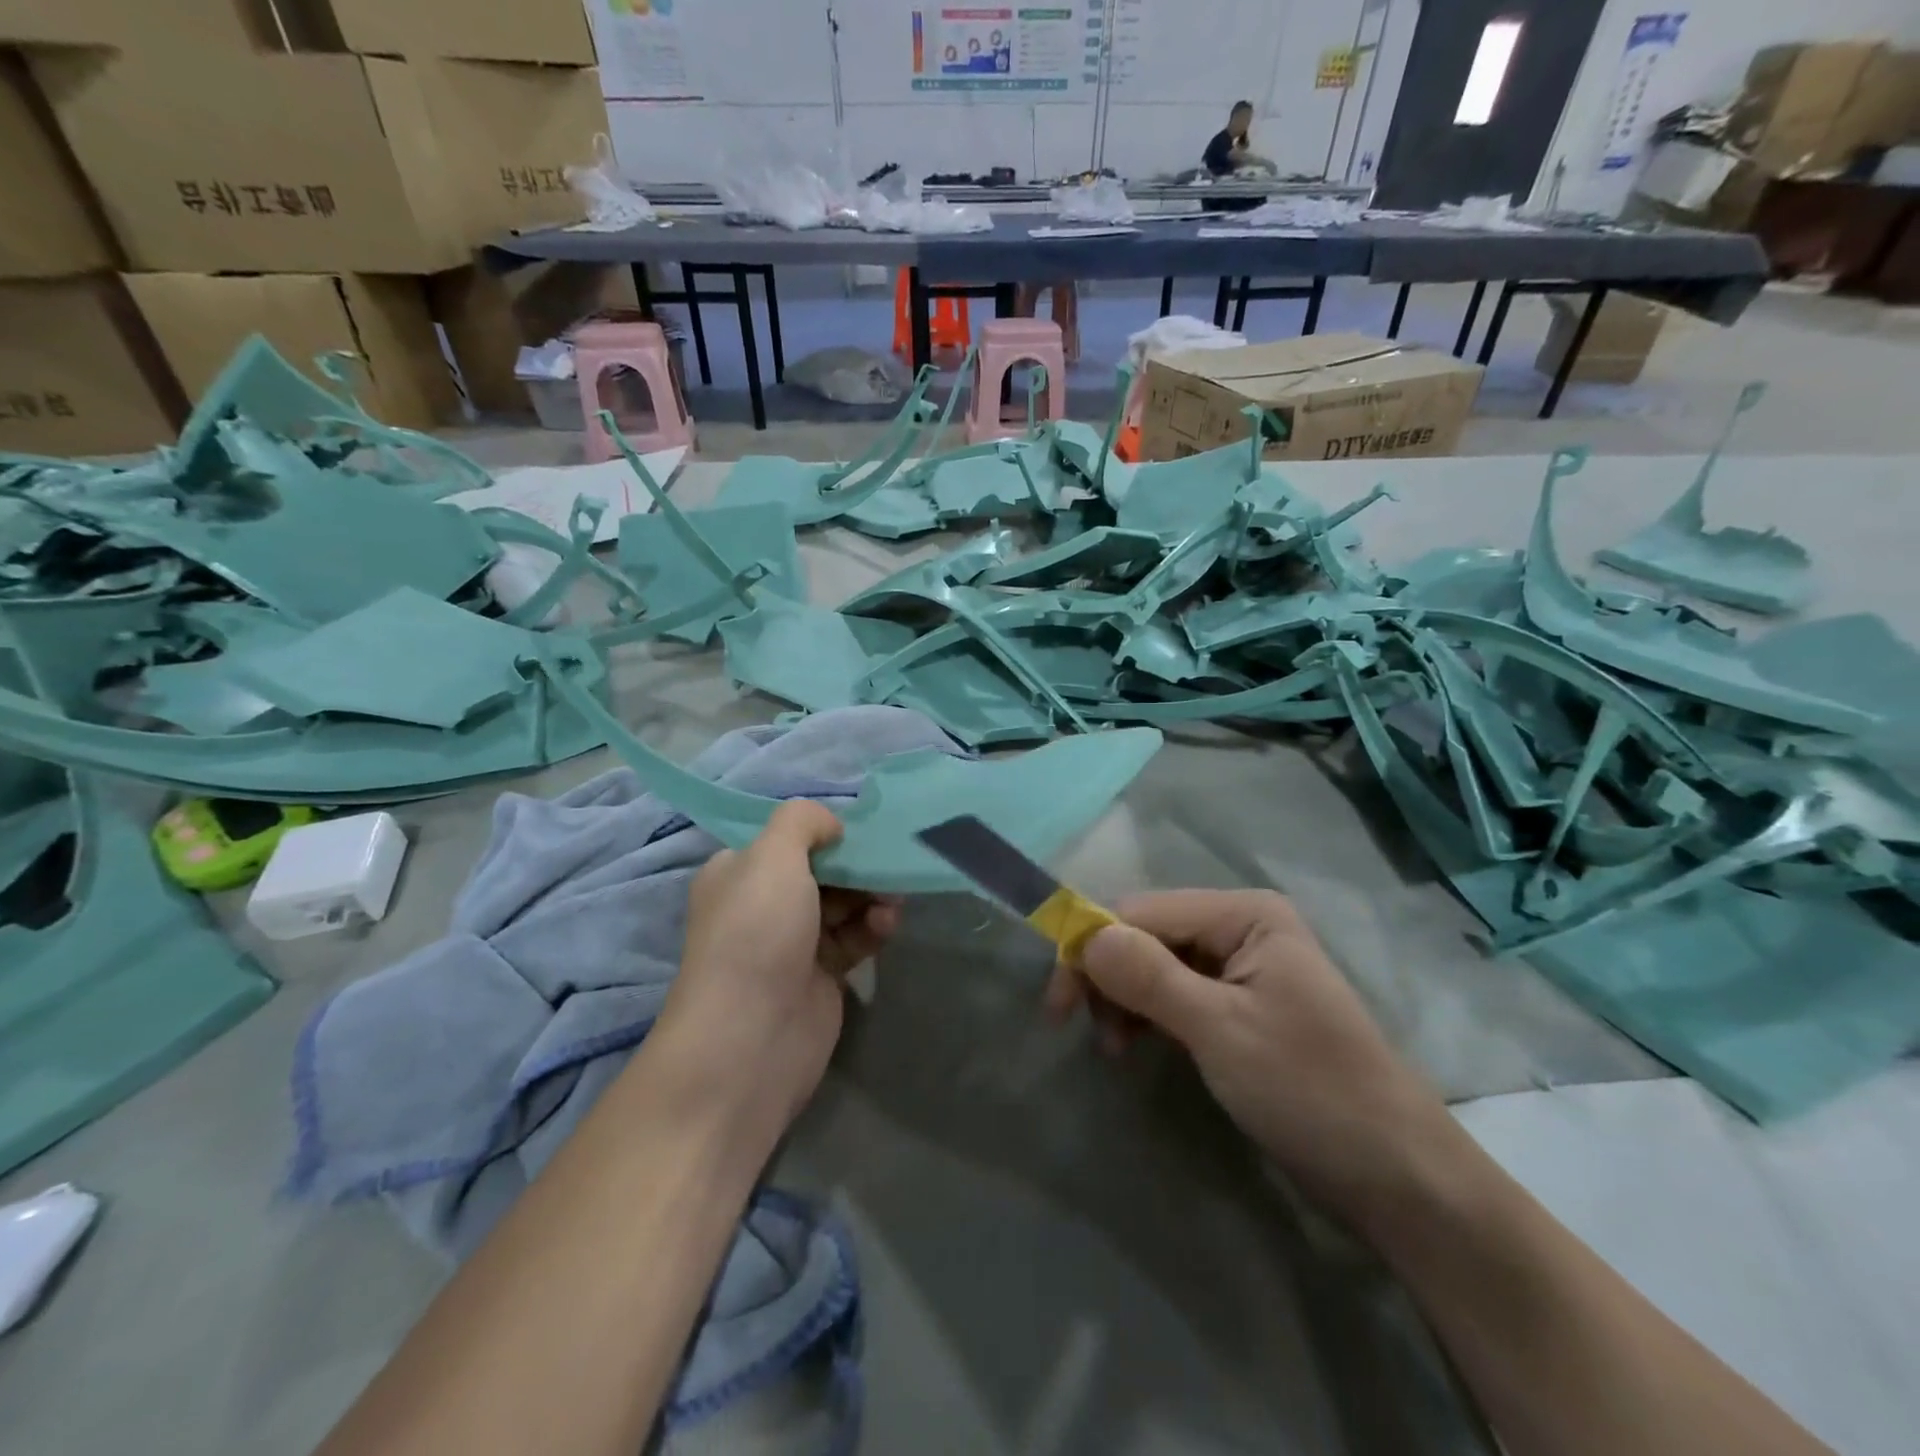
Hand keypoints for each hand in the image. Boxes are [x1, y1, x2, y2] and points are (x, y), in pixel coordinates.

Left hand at [658, 802, 900, 1132]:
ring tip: (892, 899)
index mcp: (740, 871)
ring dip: (872, 894)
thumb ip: (803, 822)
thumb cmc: (757, 933)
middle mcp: (764, 903)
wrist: (751, 1037)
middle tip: (888, 864)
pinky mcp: (823, 974)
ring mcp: (794, 941)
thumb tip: (832, 826)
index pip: (788, 838)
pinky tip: (887, 924)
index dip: (826, 831)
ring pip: (845, 902)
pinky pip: (857, 937)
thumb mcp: (772, 856)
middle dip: (858, 863)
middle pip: (823, 869)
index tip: (861, 831)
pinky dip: (874, 926)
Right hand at [1045, 890, 1453, 1220]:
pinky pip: (1174, 992)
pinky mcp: (1238, 1004)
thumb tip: (1084, 935)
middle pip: (1145, 934)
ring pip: (1154, 964)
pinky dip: (1148, 1015)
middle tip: (1091, 1035)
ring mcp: (1240, 966)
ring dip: (1124, 999)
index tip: (1057, 1006)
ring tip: (1118, 1050)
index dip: (1092, 948)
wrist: (1398, 1177)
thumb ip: (1149, 977)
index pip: (1141, 911)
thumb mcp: (1221, 1031)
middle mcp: (1240, 926)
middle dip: (1108, 977)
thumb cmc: (1312, 1092)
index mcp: (1244, 913)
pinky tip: (1140, 1044)